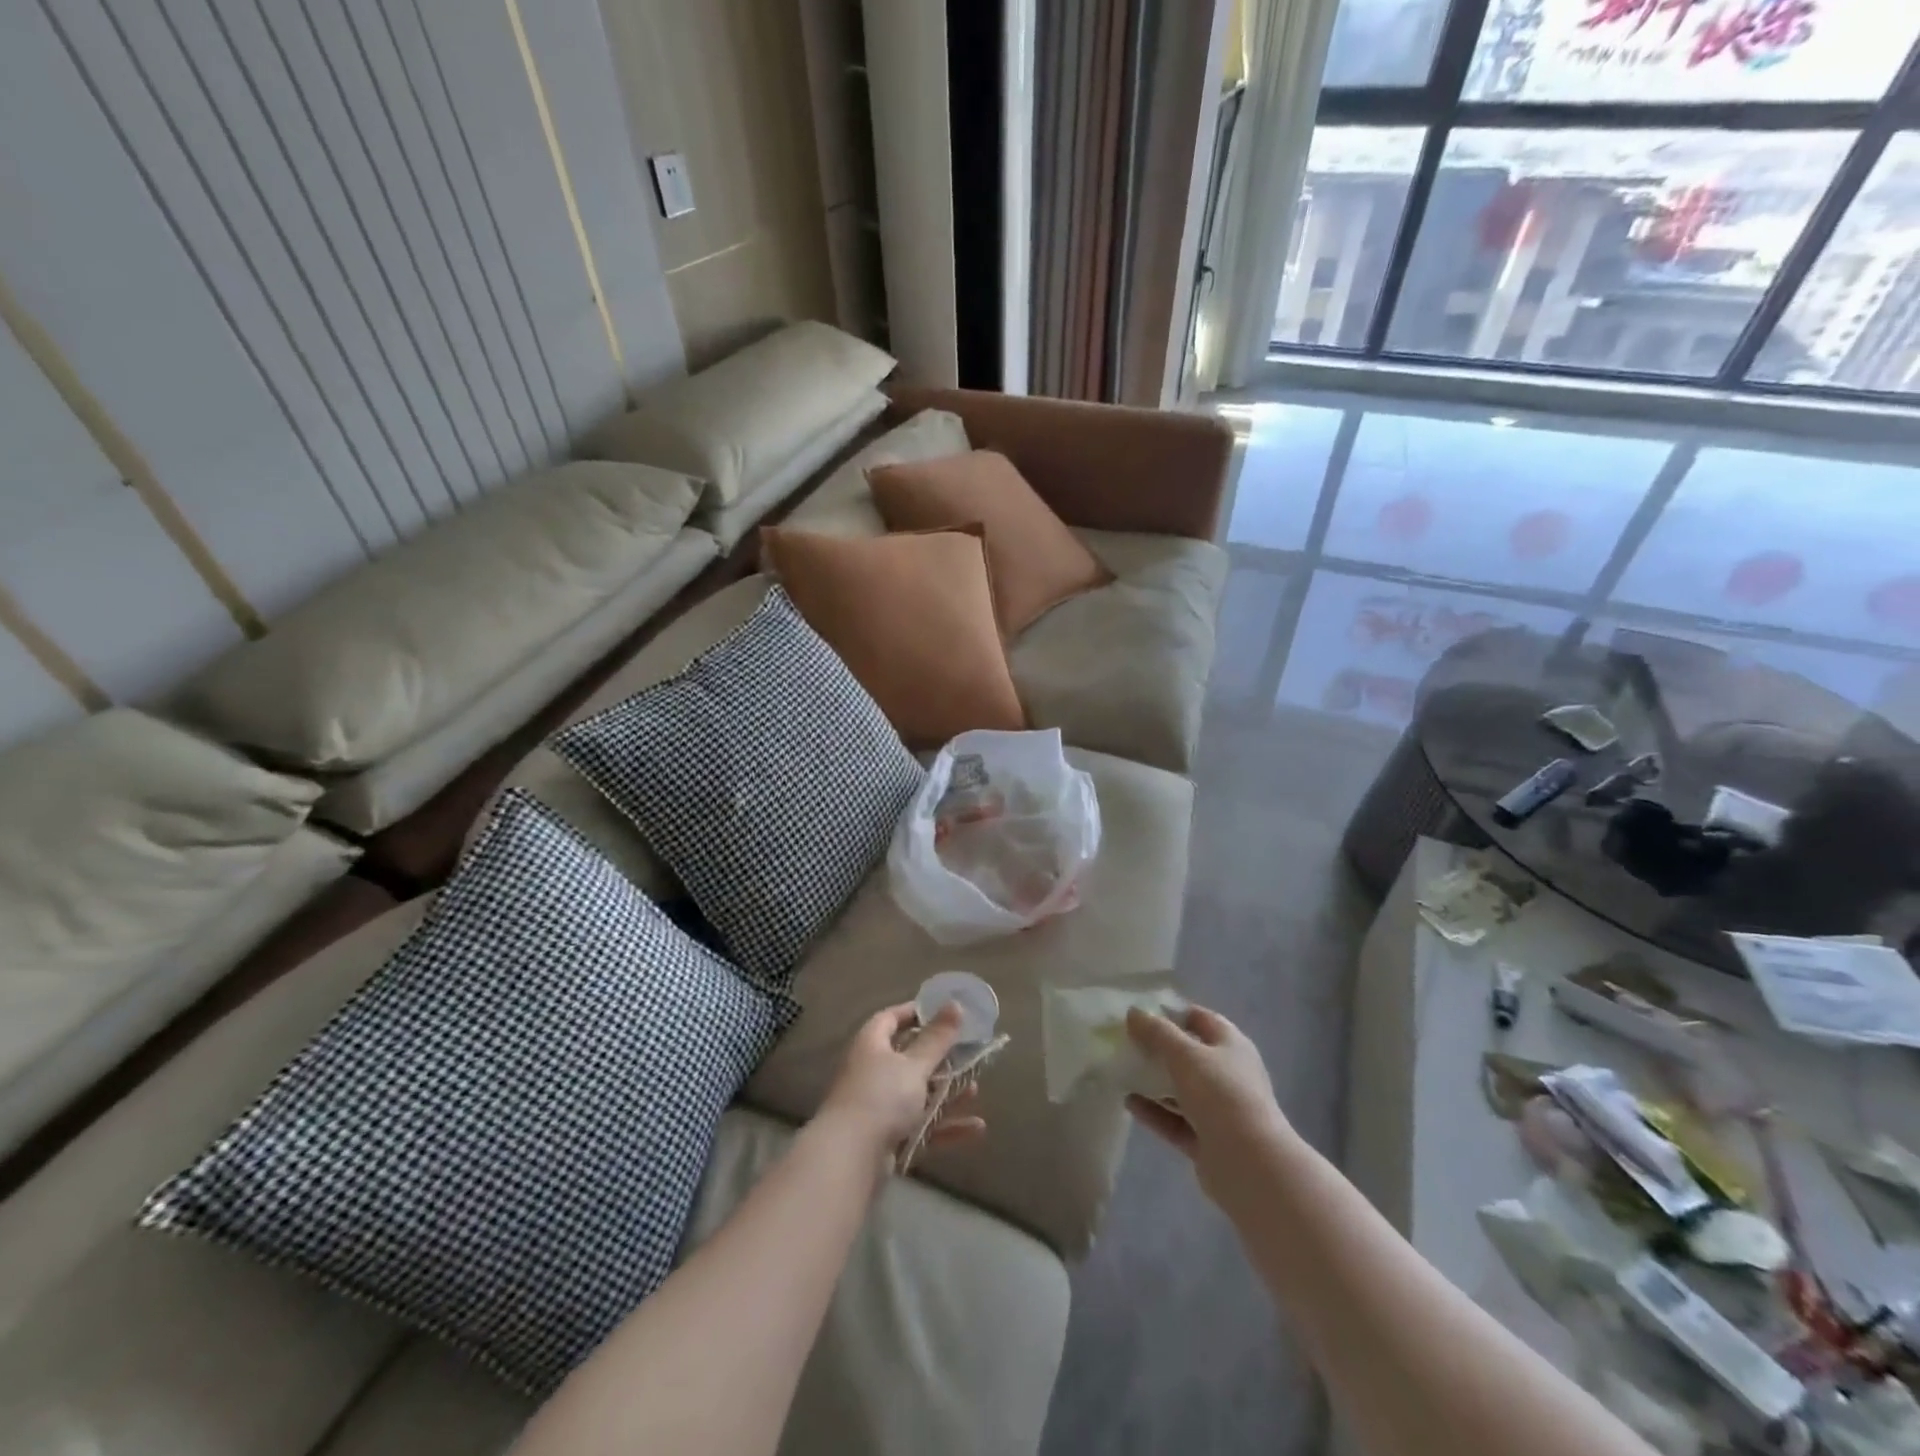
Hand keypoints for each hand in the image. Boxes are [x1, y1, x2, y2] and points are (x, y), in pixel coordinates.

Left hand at [818, 1003, 986, 1161]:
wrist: (849, 1160)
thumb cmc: (882, 1098)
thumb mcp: (914, 1065)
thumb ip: (937, 1038)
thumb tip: (955, 1004)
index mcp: (871, 1044)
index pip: (892, 1018)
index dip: (916, 1012)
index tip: (944, 1011)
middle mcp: (871, 1071)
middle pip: (909, 1058)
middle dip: (939, 1057)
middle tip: (968, 1052)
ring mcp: (878, 1106)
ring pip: (918, 1094)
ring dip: (947, 1093)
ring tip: (975, 1089)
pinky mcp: (887, 1138)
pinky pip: (920, 1126)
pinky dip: (945, 1126)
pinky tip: (976, 1128)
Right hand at [1124, 1004, 1288, 1204]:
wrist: (1251, 1165)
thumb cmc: (1221, 1095)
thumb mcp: (1185, 1055)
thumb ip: (1157, 1032)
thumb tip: (1134, 1012)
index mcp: (1231, 1046)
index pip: (1200, 1019)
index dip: (1172, 1013)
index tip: (1140, 1013)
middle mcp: (1228, 1075)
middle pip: (1189, 1055)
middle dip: (1158, 1049)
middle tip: (1125, 1042)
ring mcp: (1220, 1110)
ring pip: (1181, 1090)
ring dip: (1154, 1081)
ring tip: (1121, 1071)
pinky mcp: (1208, 1141)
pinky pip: (1176, 1121)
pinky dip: (1155, 1112)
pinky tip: (1128, 1103)